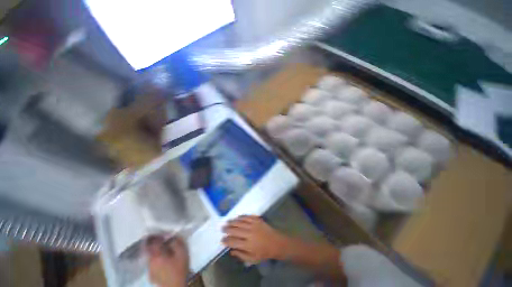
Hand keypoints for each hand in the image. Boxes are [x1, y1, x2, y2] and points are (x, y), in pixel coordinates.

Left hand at [146, 236, 188, 286]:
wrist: (176, 286)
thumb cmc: (179, 268)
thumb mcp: (182, 252)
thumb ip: (176, 242)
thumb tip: (171, 236)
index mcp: (156, 255)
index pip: (151, 242)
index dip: (154, 235)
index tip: (159, 231)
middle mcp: (150, 261)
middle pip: (149, 249)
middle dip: (154, 243)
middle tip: (161, 238)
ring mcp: (149, 270)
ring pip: (150, 256)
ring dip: (155, 251)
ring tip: (163, 248)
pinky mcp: (151, 276)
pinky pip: (152, 263)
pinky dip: (156, 259)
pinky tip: (163, 259)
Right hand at [222, 215, 287, 263]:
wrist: (276, 242)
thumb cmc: (264, 252)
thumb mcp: (252, 259)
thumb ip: (241, 255)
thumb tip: (231, 250)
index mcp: (248, 244)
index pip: (233, 242)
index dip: (226, 240)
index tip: (222, 240)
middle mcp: (249, 233)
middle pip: (235, 230)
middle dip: (227, 229)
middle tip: (222, 228)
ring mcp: (254, 225)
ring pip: (240, 222)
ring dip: (233, 221)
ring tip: (227, 221)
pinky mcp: (257, 219)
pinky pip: (247, 216)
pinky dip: (241, 216)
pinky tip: (237, 217)